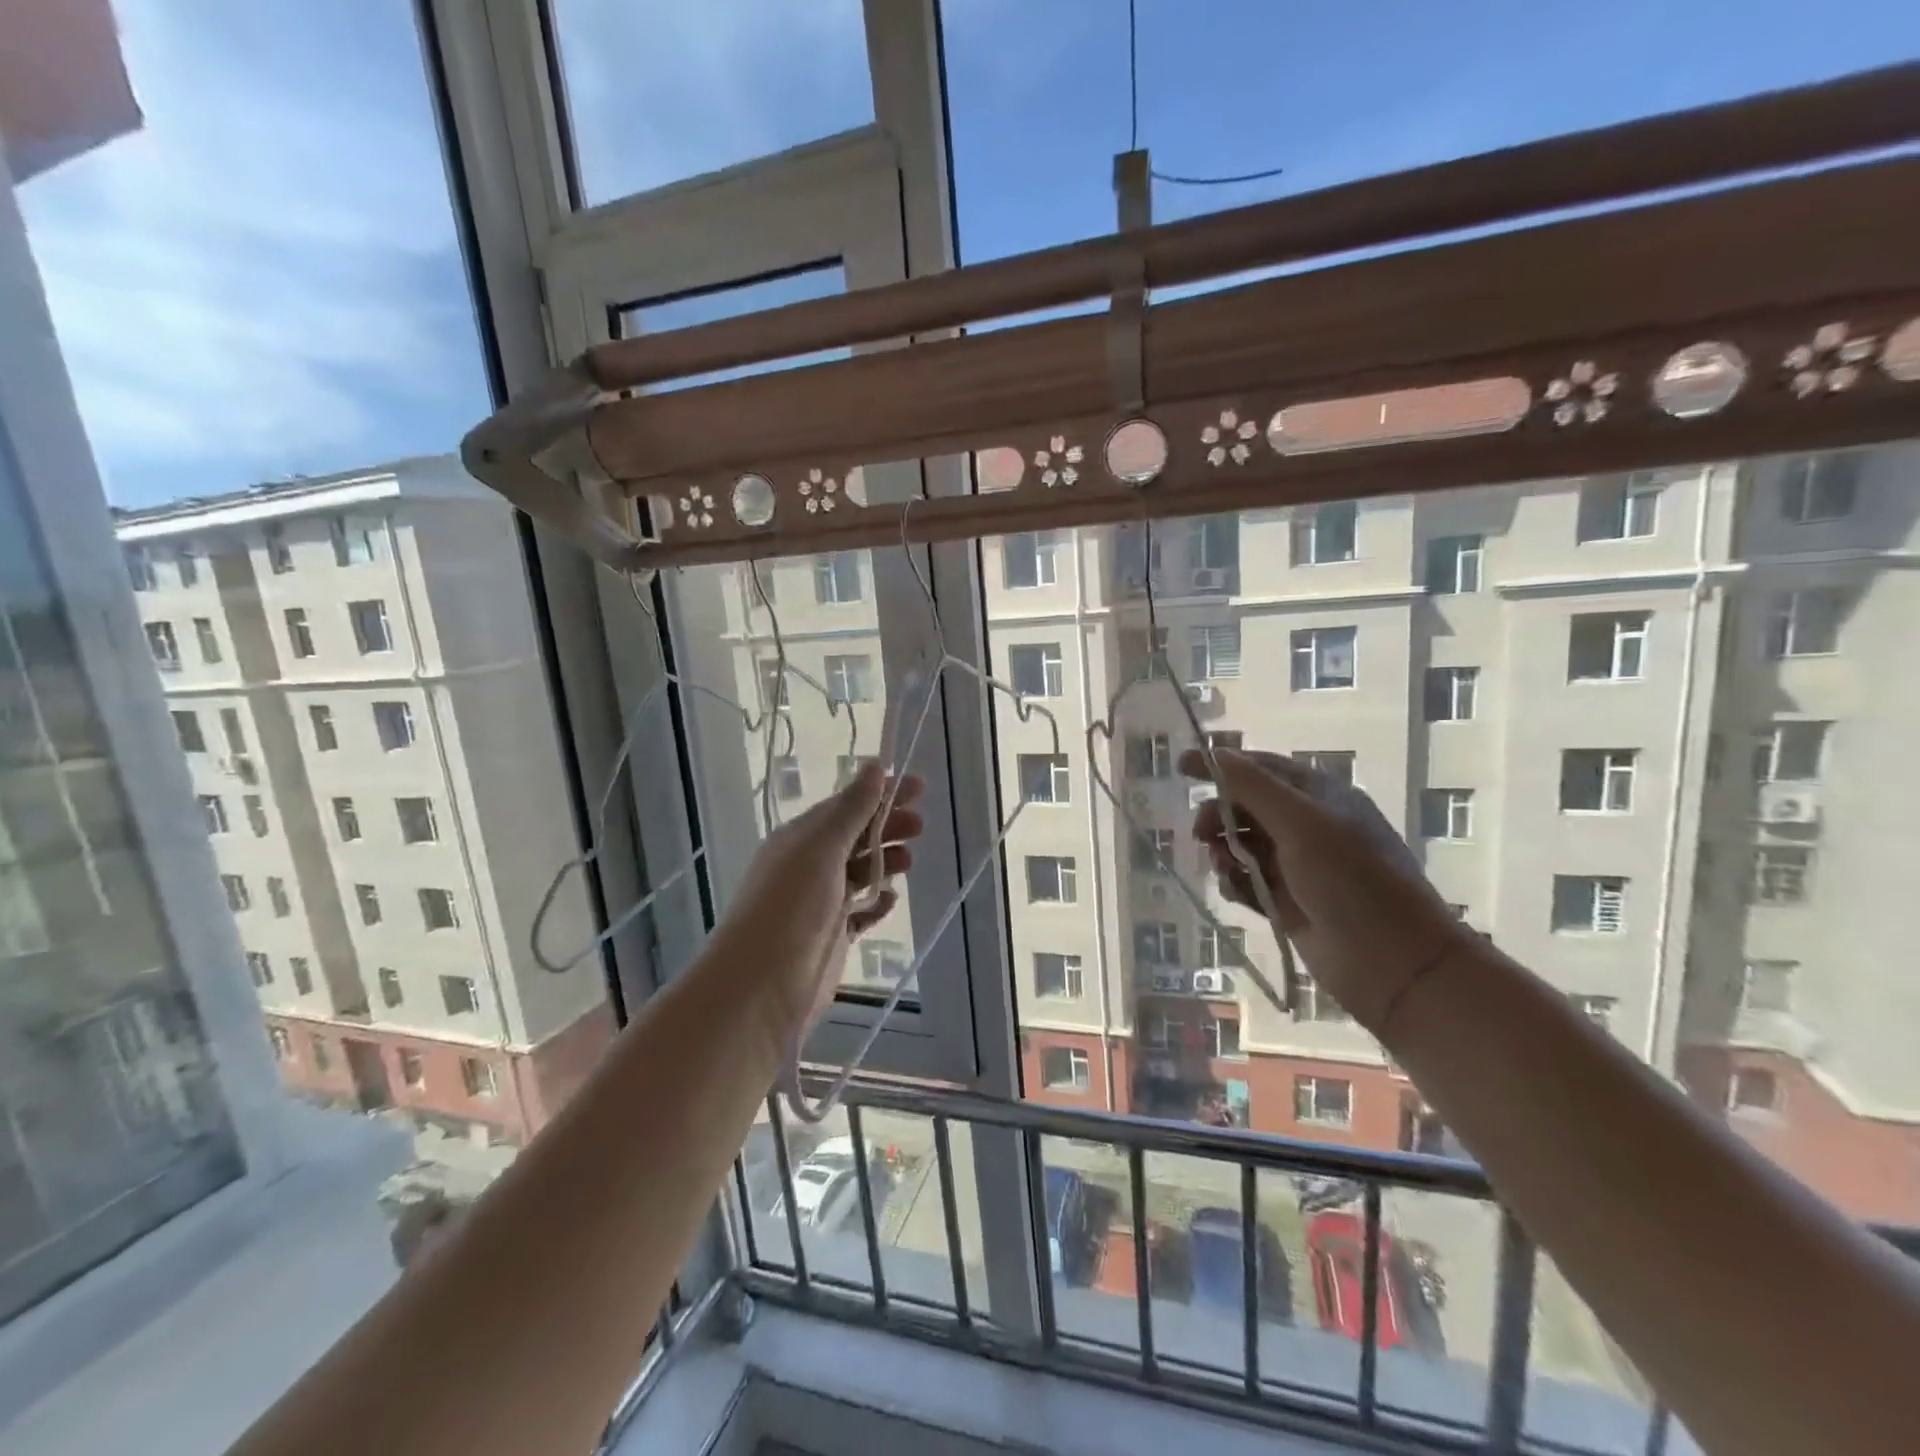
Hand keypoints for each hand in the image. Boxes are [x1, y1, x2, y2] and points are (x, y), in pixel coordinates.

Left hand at [718, 761, 924, 1035]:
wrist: (761, 986)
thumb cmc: (791, 907)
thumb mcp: (822, 849)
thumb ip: (852, 809)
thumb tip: (874, 765)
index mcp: (800, 839)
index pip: (846, 806)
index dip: (881, 794)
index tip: (918, 787)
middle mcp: (809, 865)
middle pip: (856, 836)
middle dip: (888, 826)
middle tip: (921, 826)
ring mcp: (820, 902)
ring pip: (860, 871)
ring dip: (886, 861)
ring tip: (910, 861)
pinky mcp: (831, 935)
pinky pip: (860, 912)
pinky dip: (877, 903)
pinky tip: (889, 901)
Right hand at [1183, 747, 1462, 1034]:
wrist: (1393, 962)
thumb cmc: (1351, 880)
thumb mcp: (1302, 823)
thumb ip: (1254, 787)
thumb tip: (1216, 754)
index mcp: (1320, 797)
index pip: (1261, 767)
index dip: (1222, 765)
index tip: (1180, 767)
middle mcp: (1308, 826)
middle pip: (1247, 806)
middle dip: (1219, 814)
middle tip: (1201, 834)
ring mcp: (1298, 866)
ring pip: (1243, 845)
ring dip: (1224, 850)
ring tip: (1223, 867)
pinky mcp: (1287, 902)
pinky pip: (1247, 881)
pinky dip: (1234, 881)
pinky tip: (1233, 890)